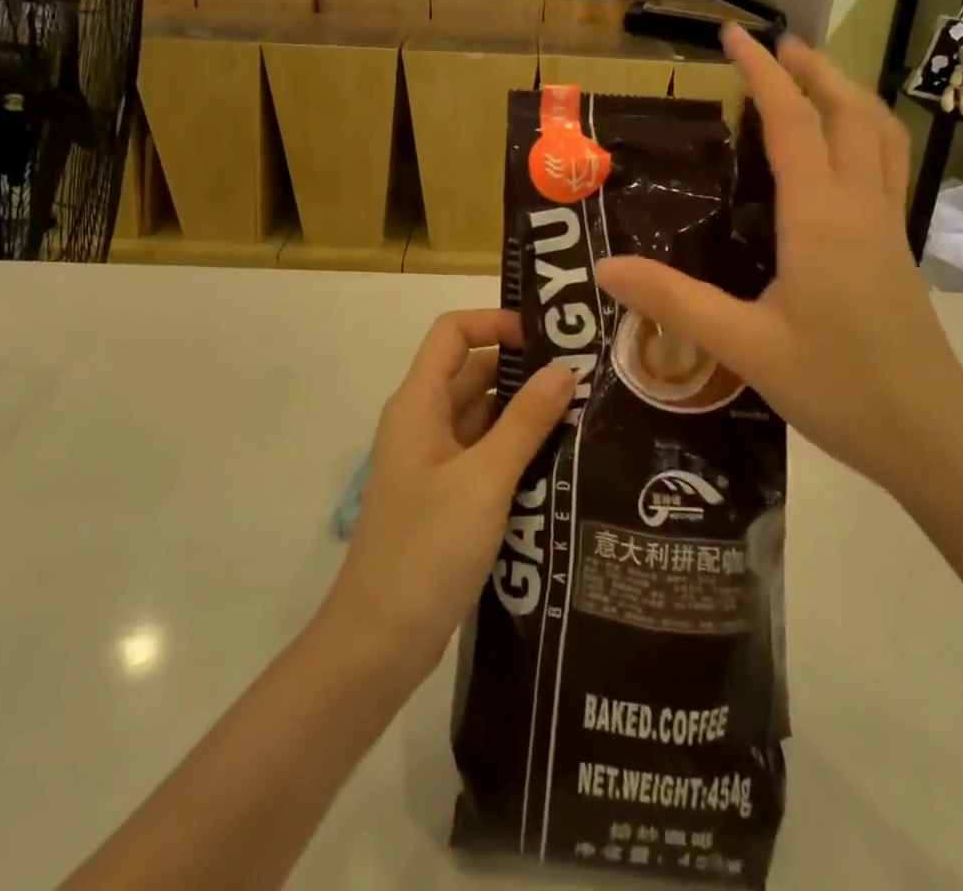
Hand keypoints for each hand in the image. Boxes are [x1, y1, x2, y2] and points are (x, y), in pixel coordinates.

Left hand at [325, 310, 572, 680]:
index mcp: (419, 403)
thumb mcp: (484, 479)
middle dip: (522, 369)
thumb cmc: (427, 547)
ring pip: (482, 414)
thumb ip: (525, 422)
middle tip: (582, 376)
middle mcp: (423, 421)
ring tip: (582, 413)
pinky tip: (559, 458)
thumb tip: (564, 369)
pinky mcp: (445, 494)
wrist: (379, 640)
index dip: (494, 322)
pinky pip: (483, 451)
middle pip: (472, 371)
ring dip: (523, 411)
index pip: (452, 333)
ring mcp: (433, 460)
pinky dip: (515, 447)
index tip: (545, 337)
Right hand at [594, 26, 962, 499]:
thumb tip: (606, 267)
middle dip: (813, 68)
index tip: (735, 34)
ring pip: (878, 134)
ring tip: (812, 79)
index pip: (791, 122)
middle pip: (848, 111)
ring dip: (846, 94)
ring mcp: (886, 225)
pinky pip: (884, 165)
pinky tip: (839, 153)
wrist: (933, 438)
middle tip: (775, 44)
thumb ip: (674, 301)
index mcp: (820, 217)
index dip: (762, 72)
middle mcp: (858, 206)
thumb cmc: (839, 388)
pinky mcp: (896, 248)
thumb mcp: (743, 347)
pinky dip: (862, 132)